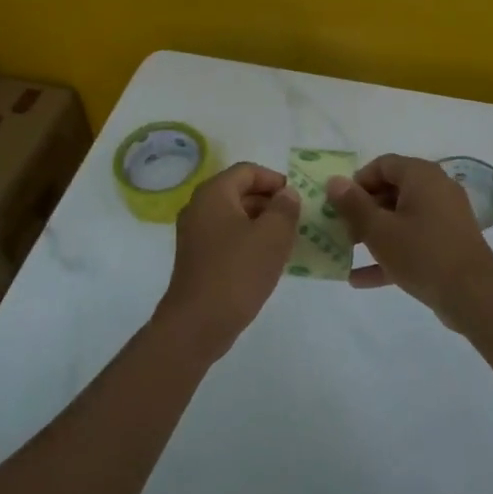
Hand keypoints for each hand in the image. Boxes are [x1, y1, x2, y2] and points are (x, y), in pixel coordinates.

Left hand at [156, 163, 299, 355]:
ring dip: (261, 224)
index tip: (297, 200)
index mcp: (214, 194)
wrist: (198, 323)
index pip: (247, 171)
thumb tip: (287, 194)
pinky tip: (267, 261)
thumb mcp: (272, 236)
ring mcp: (195, 234)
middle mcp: (199, 207)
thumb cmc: (237, 272)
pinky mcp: (197, 258)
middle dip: (270, 203)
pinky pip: (226, 238)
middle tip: (297, 221)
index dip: (275, 180)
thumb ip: (285, 208)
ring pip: (234, 217)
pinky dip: (248, 241)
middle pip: (239, 192)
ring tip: (287, 241)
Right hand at [325, 154, 492, 320]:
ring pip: (401, 218)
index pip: (383, 164)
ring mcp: (445, 218)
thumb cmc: (422, 253)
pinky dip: (391, 253)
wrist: (474, 296)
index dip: (357, 182)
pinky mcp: (449, 244)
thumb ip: (353, 205)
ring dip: (373, 233)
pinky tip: (360, 279)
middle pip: (391, 191)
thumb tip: (334, 181)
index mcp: (422, 176)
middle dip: (363, 210)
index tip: (339, 205)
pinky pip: (414, 241)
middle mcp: (437, 190)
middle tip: (341, 229)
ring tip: (347, 251)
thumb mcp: (379, 230)